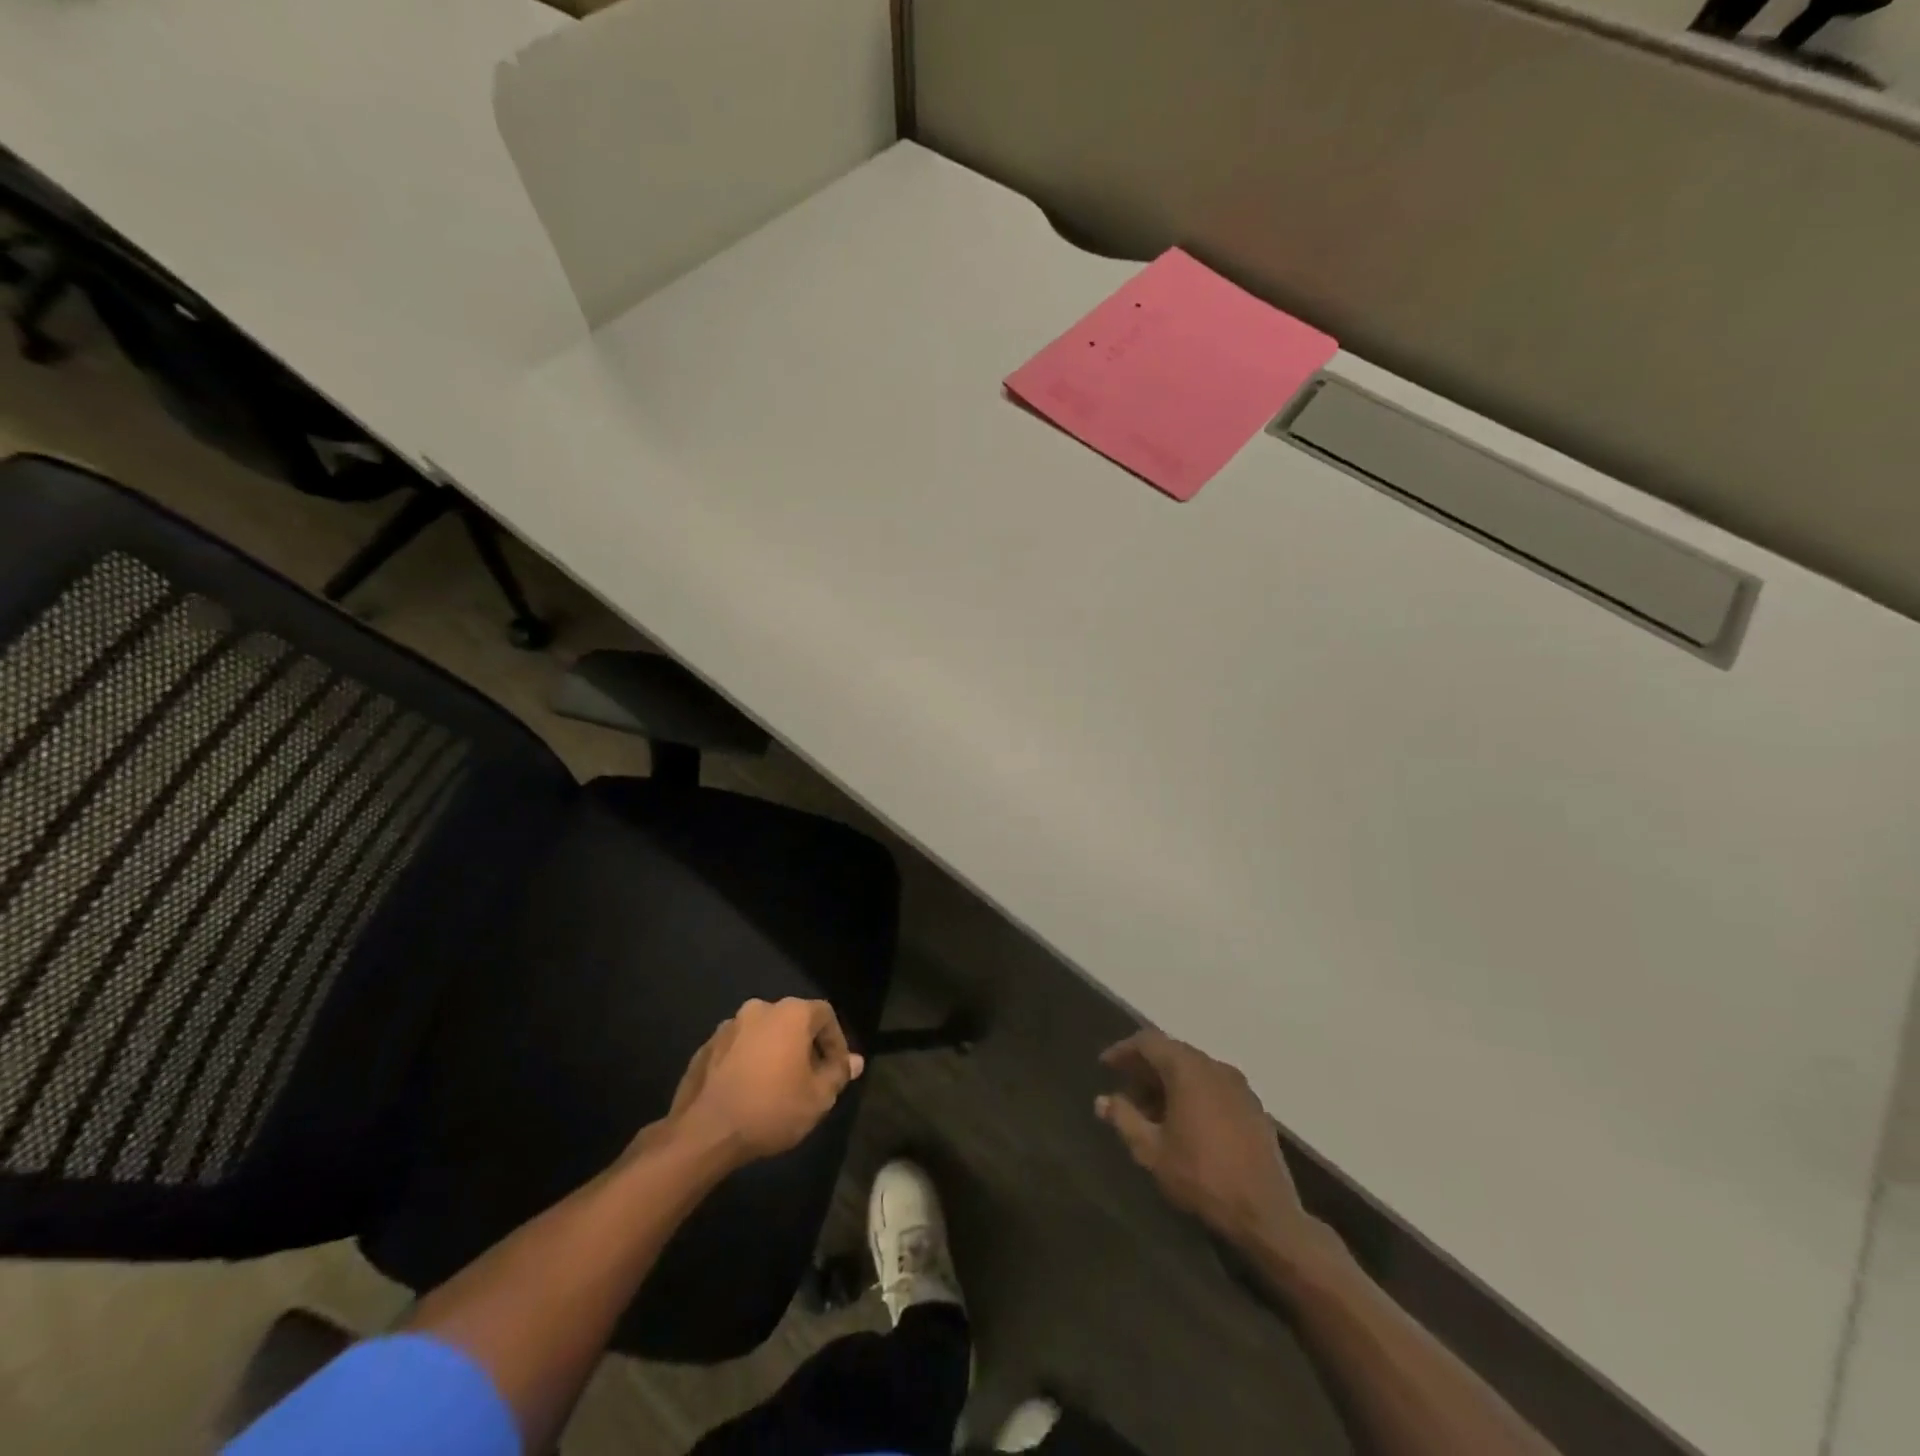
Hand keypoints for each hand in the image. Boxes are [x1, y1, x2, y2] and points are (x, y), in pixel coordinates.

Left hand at [656, 998, 864, 1164]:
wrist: (704, 1132)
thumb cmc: (771, 1109)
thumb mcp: (818, 1098)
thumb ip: (838, 1074)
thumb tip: (854, 1062)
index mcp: (790, 1013)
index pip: (825, 1015)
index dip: (836, 1042)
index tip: (837, 1070)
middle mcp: (759, 1009)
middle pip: (793, 1022)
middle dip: (805, 1047)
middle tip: (810, 1079)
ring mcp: (728, 1026)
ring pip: (763, 1035)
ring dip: (775, 1053)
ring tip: (778, 1087)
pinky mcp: (705, 1047)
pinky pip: (738, 1049)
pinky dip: (749, 1063)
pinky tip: (749, 1092)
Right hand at [1096, 1031, 1324, 1258]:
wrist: (1266, 1214)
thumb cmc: (1201, 1177)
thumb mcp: (1152, 1151)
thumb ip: (1124, 1119)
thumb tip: (1102, 1100)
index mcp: (1188, 1069)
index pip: (1149, 1042)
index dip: (1124, 1050)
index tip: (1105, 1065)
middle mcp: (1215, 1067)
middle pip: (1173, 1053)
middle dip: (1146, 1069)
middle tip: (1126, 1092)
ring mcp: (1239, 1086)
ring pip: (1195, 1070)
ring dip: (1169, 1083)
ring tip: (1151, 1113)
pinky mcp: (1254, 1107)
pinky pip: (1214, 1086)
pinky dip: (1193, 1093)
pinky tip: (1184, 1123)